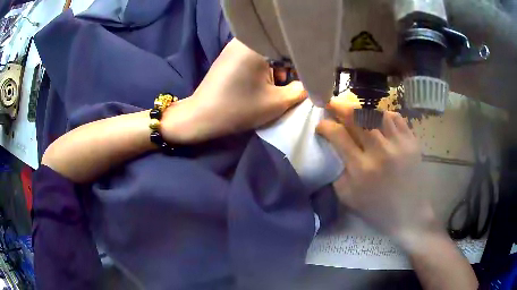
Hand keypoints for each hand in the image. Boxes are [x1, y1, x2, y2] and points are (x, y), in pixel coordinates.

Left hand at [162, 38, 305, 143]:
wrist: (201, 117)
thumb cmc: (238, 109)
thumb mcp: (277, 103)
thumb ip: (301, 91)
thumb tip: (311, 84)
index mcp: (258, 44)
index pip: (292, 48)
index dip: (304, 65)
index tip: (307, 80)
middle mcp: (246, 38)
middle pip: (280, 49)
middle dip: (289, 68)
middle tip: (289, 87)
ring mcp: (235, 45)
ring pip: (268, 53)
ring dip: (276, 69)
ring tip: (274, 88)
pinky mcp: (229, 54)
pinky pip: (255, 56)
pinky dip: (263, 68)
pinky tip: (260, 84)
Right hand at [316, 98, 438, 246]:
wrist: (410, 215)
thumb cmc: (377, 209)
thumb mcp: (349, 198)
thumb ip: (338, 172)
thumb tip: (333, 148)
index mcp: (361, 169)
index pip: (339, 136)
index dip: (325, 126)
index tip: (321, 125)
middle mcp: (380, 151)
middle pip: (357, 117)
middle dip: (340, 107)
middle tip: (332, 104)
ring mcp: (399, 144)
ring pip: (376, 113)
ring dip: (362, 109)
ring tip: (355, 110)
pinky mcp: (412, 142)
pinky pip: (396, 118)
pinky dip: (384, 115)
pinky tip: (379, 119)